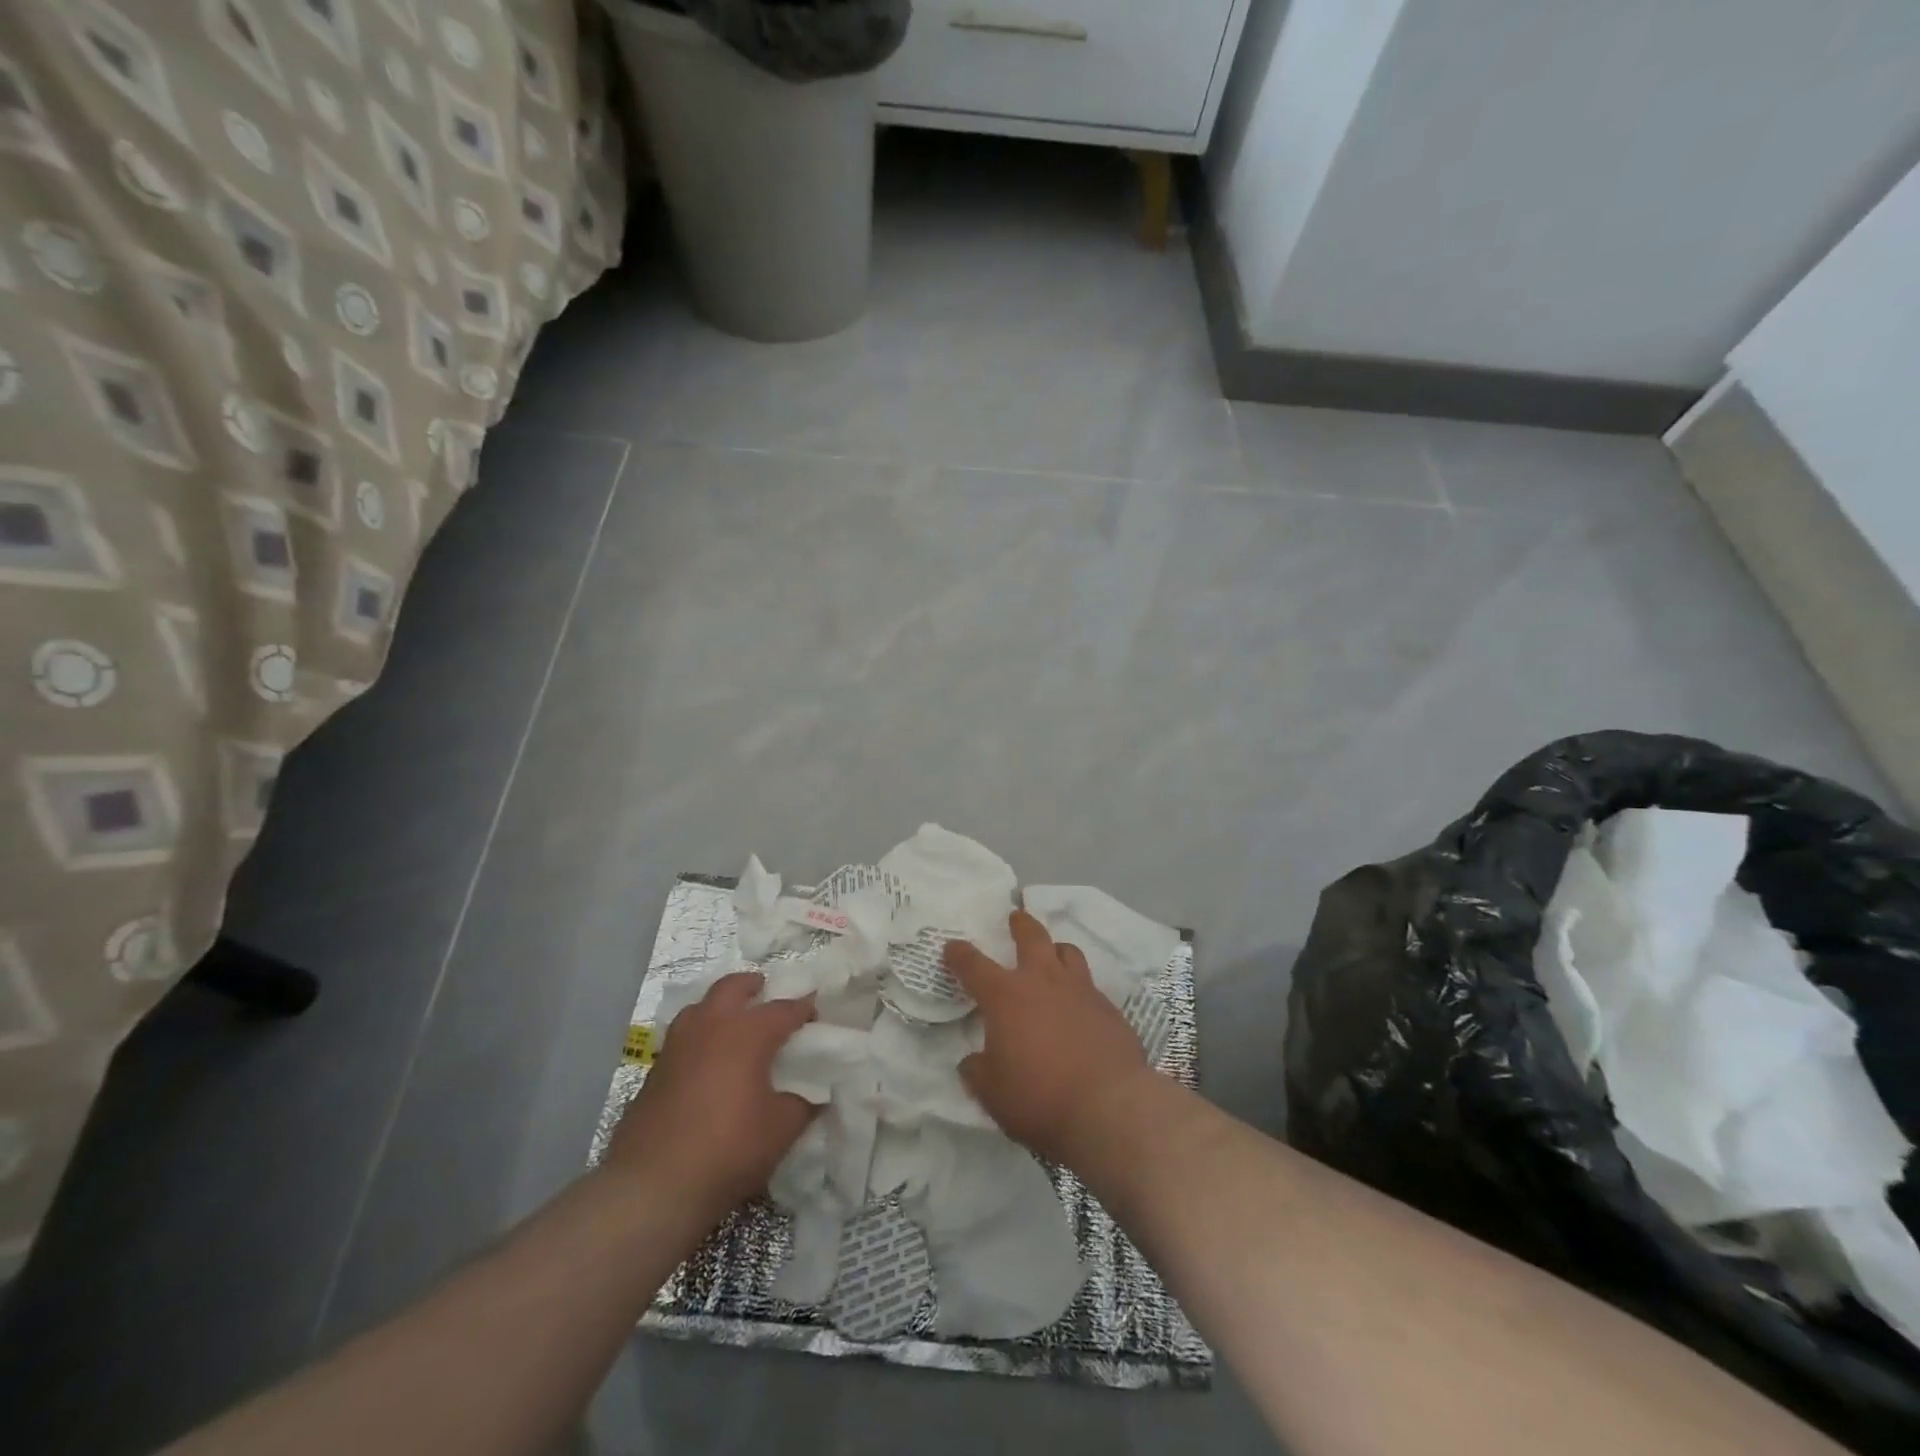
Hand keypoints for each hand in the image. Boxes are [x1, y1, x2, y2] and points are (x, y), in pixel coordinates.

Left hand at [603, 973, 816, 1218]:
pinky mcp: (654, 1072)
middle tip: (765, 991)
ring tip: (733, 1024)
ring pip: (699, 1008)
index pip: (783, 1009)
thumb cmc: (728, 1149)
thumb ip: (803, 1104)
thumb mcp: (781, 1130)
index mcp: (747, 1033)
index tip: (815, 1012)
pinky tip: (707, 1063)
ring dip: (719, 1007)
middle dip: (752, 986)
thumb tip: (813, 1095)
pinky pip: (683, 1038)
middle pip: (731, 988)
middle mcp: (710, 1027)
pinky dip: (699, 1038)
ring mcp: (677, 1047)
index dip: (803, 1008)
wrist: (652, 1187)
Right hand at [944, 910, 1152, 1165]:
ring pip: (1067, 952)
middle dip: (1020, 925)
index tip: (952, 947)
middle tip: (1016, 916)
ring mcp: (1080, 990)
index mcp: (1006, 996)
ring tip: (1053, 954)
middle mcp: (1043, 981)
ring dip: (1056, 949)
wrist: (1108, 1106)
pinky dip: (1079, 988)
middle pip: (1031, 937)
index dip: (960, 955)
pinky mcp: (1109, 1009)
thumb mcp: (992, 1093)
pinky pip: (1090, 986)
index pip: (974, 965)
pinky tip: (1080, 1007)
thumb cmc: (1039, 1096)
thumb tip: (973, 1061)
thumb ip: (978, 1071)